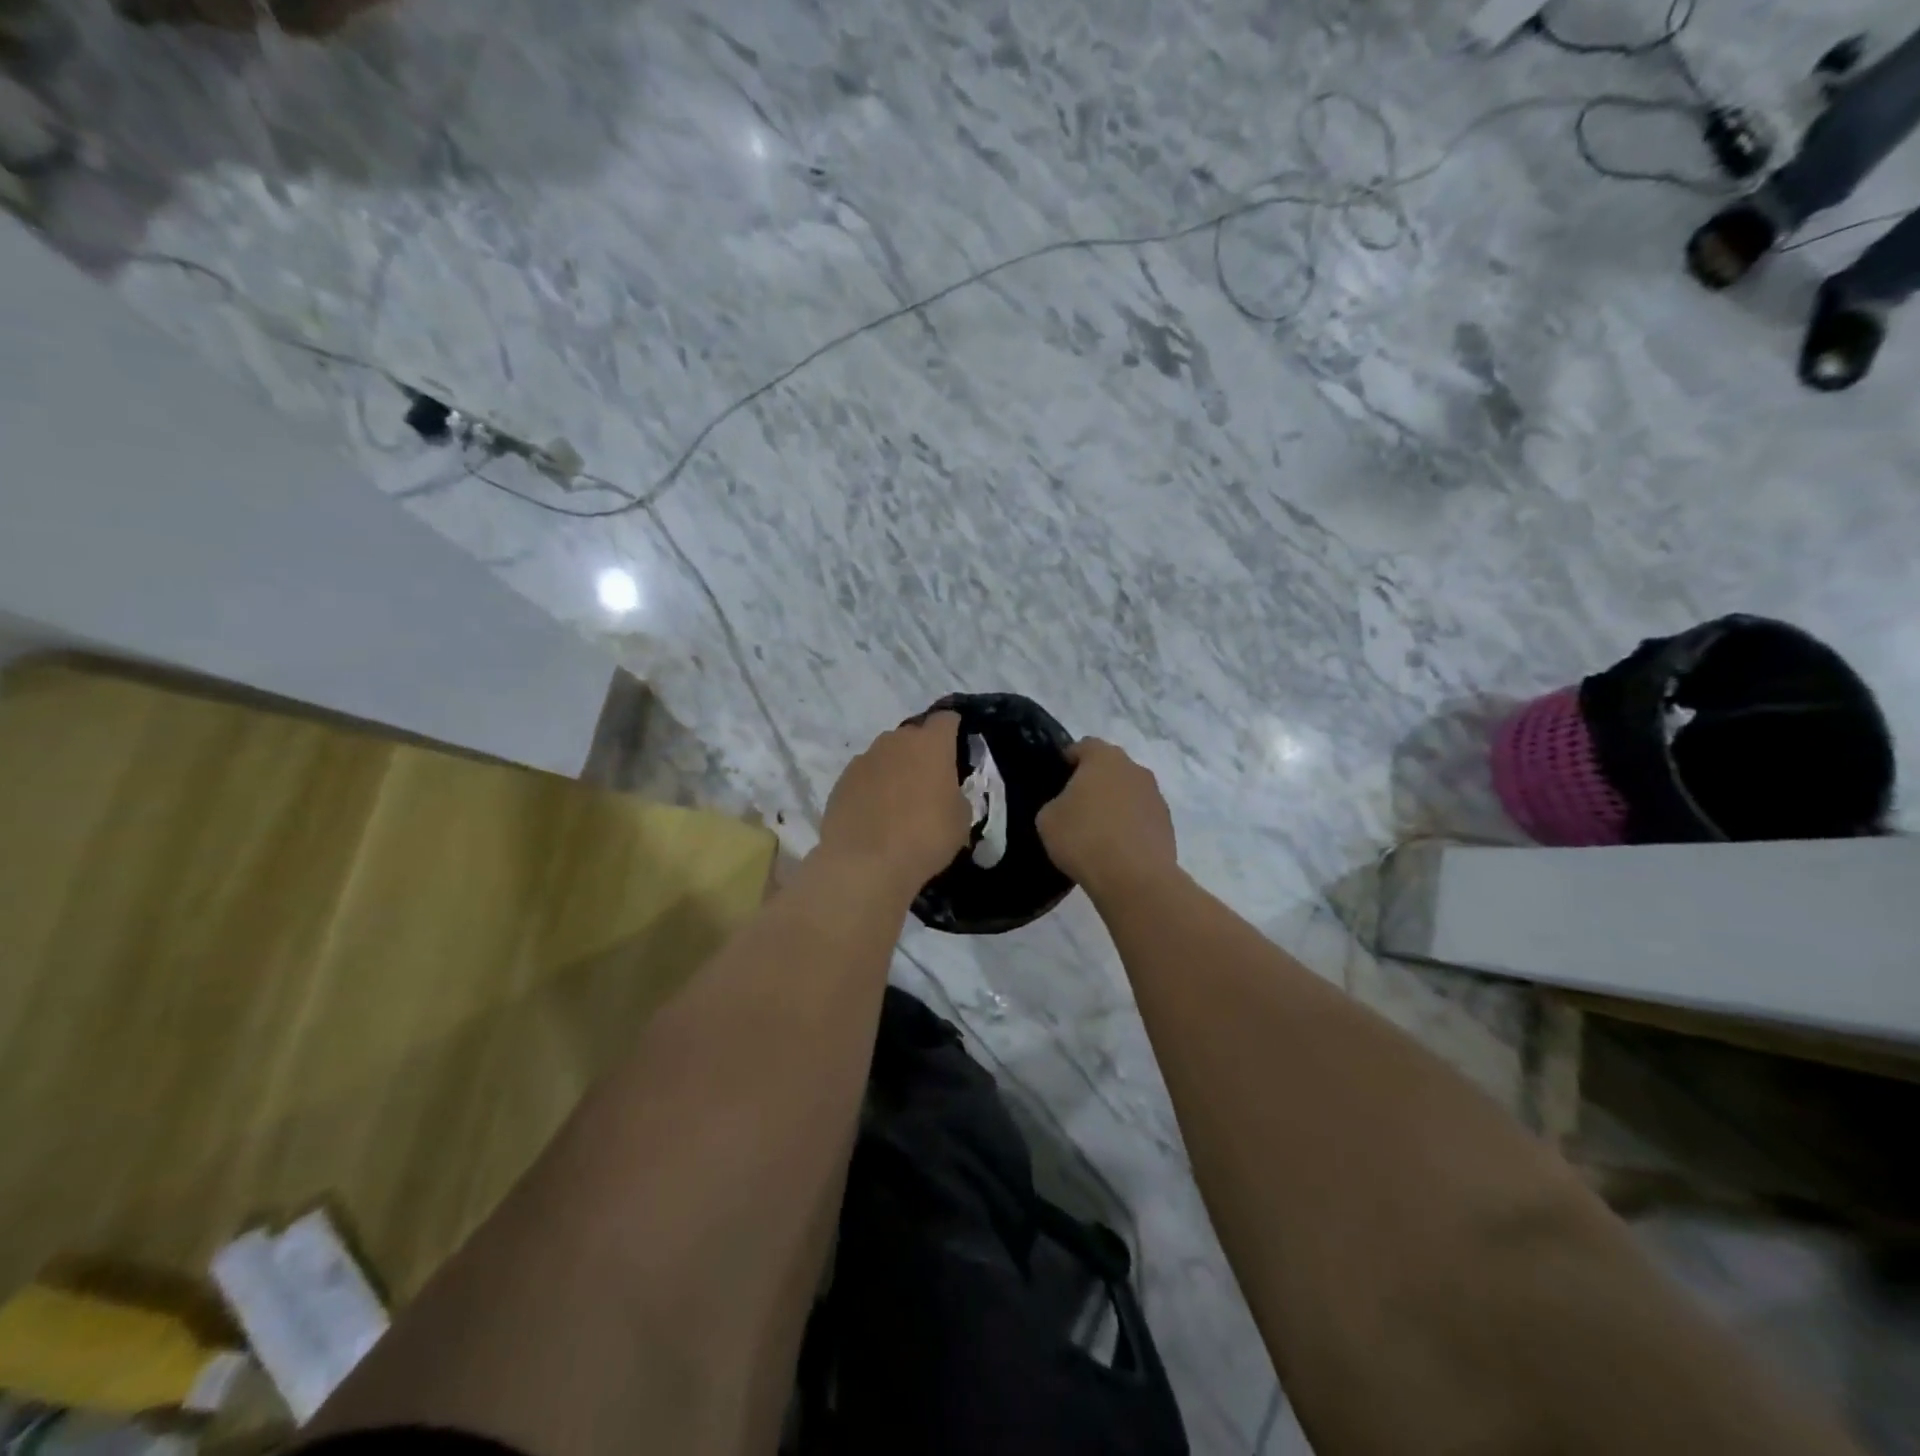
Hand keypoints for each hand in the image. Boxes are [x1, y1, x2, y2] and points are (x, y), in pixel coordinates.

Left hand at [817, 712, 970, 895]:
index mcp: (930, 744)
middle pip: (913, 735)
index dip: (954, 730)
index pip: (946, 719)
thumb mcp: (961, 820)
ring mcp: (864, 759)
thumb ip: (956, 795)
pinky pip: (865, 776)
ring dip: (895, 769)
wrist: (865, 864)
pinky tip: (875, 815)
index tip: (958, 750)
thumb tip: (946, 793)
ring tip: (900, 802)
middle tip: (930, 782)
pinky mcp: (841, 781)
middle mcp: (895, 741)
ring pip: (886, 755)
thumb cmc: (925, 837)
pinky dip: (872, 788)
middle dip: (922, 752)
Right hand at [1037, 738, 1177, 898]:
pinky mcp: (1167, 825)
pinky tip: (1116, 849)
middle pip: (1110, 768)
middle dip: (1094, 782)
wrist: (1134, 878)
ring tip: (1097, 832)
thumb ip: (1055, 803)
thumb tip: (1067, 806)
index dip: (1068, 759)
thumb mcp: (1048, 818)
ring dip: (1114, 804)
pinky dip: (1129, 827)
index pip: (1084, 746)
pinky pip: (1141, 818)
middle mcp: (1135, 769)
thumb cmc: (1084, 838)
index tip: (1057, 779)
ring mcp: (1155, 797)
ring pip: (1128, 793)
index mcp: (1104, 758)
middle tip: (1074, 807)